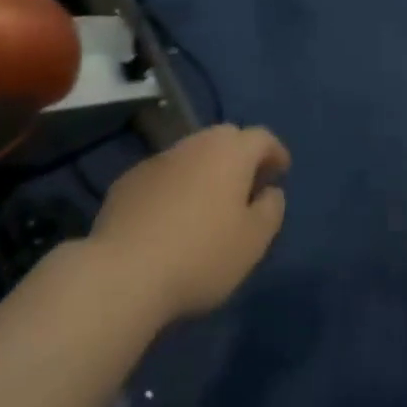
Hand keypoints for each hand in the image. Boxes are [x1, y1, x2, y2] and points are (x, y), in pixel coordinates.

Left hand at [90, 124, 289, 323]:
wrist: (125, 270)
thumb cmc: (201, 255)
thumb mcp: (253, 242)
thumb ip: (270, 210)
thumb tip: (271, 191)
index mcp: (230, 152)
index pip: (261, 137)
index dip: (274, 152)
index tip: (281, 171)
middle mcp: (195, 144)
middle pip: (225, 138)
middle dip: (241, 156)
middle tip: (248, 185)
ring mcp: (159, 158)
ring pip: (192, 153)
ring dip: (206, 169)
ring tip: (210, 202)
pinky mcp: (130, 178)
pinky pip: (164, 174)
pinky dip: (176, 185)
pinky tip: (172, 215)